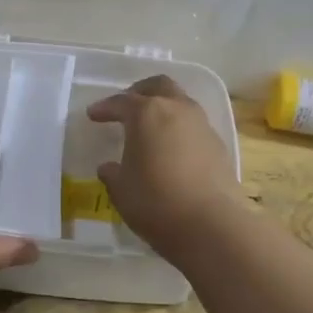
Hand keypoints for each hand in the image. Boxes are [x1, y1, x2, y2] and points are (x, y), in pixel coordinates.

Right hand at [87, 76, 244, 254]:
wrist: (211, 226)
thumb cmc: (155, 202)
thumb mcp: (121, 190)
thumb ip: (113, 173)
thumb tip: (109, 167)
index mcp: (147, 113)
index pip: (121, 102)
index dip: (105, 107)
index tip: (93, 115)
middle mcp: (177, 109)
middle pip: (159, 86)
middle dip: (140, 92)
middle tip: (126, 106)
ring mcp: (202, 125)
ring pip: (181, 103)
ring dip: (164, 109)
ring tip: (150, 129)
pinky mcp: (219, 146)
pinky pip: (194, 126)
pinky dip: (179, 130)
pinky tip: (172, 151)